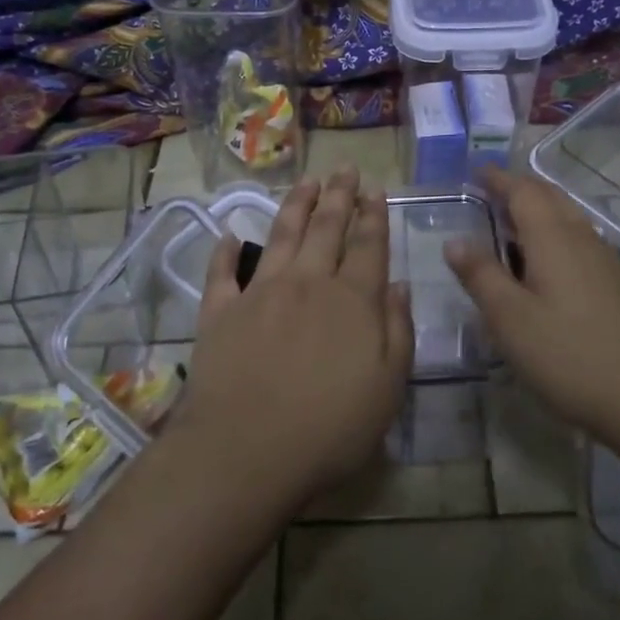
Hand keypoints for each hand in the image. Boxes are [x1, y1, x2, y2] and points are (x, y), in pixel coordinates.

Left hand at [173, 167, 413, 504]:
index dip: (374, 214)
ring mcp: (260, 293)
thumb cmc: (329, 428)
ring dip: (296, 205)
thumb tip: (399, 286)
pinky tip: (229, 234)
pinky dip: (224, 251)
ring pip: (281, 235)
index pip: (368, 245)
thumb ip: (398, 332)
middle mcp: (308, 282)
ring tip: (307, 181)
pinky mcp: (220, 311)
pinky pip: (221, 272)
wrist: (246, 451)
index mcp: (352, 300)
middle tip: (345, 168)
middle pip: (327, 227)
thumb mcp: (387, 388)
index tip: (375, 189)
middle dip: (339, 195)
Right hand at [445, 168, 619, 441]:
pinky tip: (544, 263)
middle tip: (490, 192)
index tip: (476, 172)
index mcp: (553, 237)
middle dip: (519, 188)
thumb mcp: (510, 318)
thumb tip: (454, 240)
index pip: (523, 191)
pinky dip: (553, 233)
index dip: (498, 179)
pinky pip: (577, 239)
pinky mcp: (615, 284)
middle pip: (549, 197)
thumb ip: (481, 275)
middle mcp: (581, 237)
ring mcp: (603, 260)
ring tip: (510, 224)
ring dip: (538, 210)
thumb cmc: (569, 354)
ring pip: (567, 217)